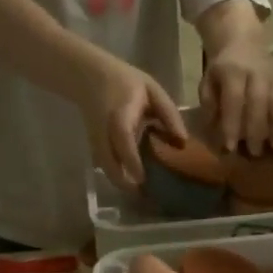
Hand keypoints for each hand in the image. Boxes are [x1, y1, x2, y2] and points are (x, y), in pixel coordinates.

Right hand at [79, 55, 186, 188]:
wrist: (89, 77)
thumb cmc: (125, 81)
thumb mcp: (151, 90)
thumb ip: (168, 114)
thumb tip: (182, 142)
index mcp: (120, 116)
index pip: (123, 140)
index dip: (132, 161)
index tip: (143, 179)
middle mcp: (104, 132)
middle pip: (109, 164)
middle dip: (125, 183)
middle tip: (148, 195)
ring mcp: (96, 141)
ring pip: (106, 169)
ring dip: (122, 183)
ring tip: (143, 192)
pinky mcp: (94, 146)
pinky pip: (105, 166)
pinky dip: (118, 176)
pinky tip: (133, 180)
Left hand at [200, 38, 272, 154]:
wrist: (243, 42)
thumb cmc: (222, 70)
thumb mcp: (208, 83)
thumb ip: (210, 107)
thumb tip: (215, 134)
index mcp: (233, 72)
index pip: (234, 99)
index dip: (232, 124)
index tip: (230, 147)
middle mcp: (257, 74)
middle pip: (261, 102)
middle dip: (258, 130)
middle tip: (255, 152)